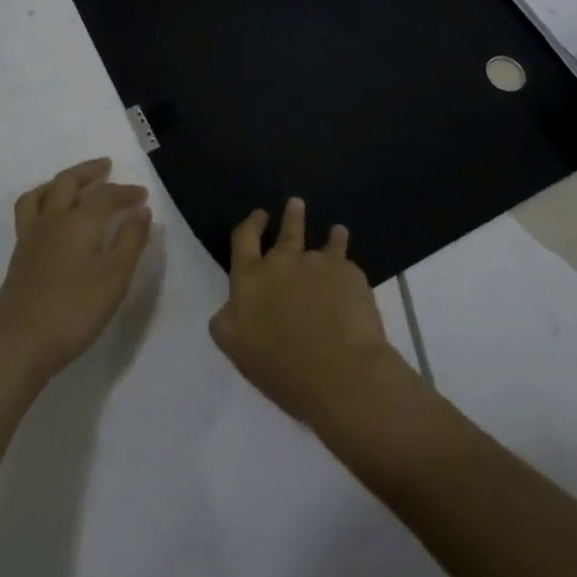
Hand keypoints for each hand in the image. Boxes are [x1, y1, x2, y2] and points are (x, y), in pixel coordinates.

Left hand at [0, 157, 152, 384]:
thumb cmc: (74, 310)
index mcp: (78, 221)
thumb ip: (130, 240)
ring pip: (41, 193)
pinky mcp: (19, 256)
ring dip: (60, 181)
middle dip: (88, 171)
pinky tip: (50, 218)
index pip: (105, 195)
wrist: (18, 344)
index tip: (142, 196)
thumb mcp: (115, 277)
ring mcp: (31, 237)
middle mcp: (52, 220)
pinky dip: (43, 201)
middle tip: (105, 167)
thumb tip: (141, 211)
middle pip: (67, 182)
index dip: (126, 192)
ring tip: (73, 184)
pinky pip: (29, 211)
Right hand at [208, 196, 414, 429]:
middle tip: (295, 204)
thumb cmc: (282, 369)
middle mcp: (282, 262)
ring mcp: (317, 263)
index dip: (251, 224)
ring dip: (327, 234)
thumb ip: (227, 321)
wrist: (340, 372)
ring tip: (335, 230)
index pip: (244, 239)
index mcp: (250, 279)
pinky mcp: (348, 272)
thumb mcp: (237, 349)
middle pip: (287, 230)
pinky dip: (345, 257)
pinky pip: (345, 259)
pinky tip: (349, 264)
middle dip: (291, 216)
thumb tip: (229, 305)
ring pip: (323, 241)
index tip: (259, 215)